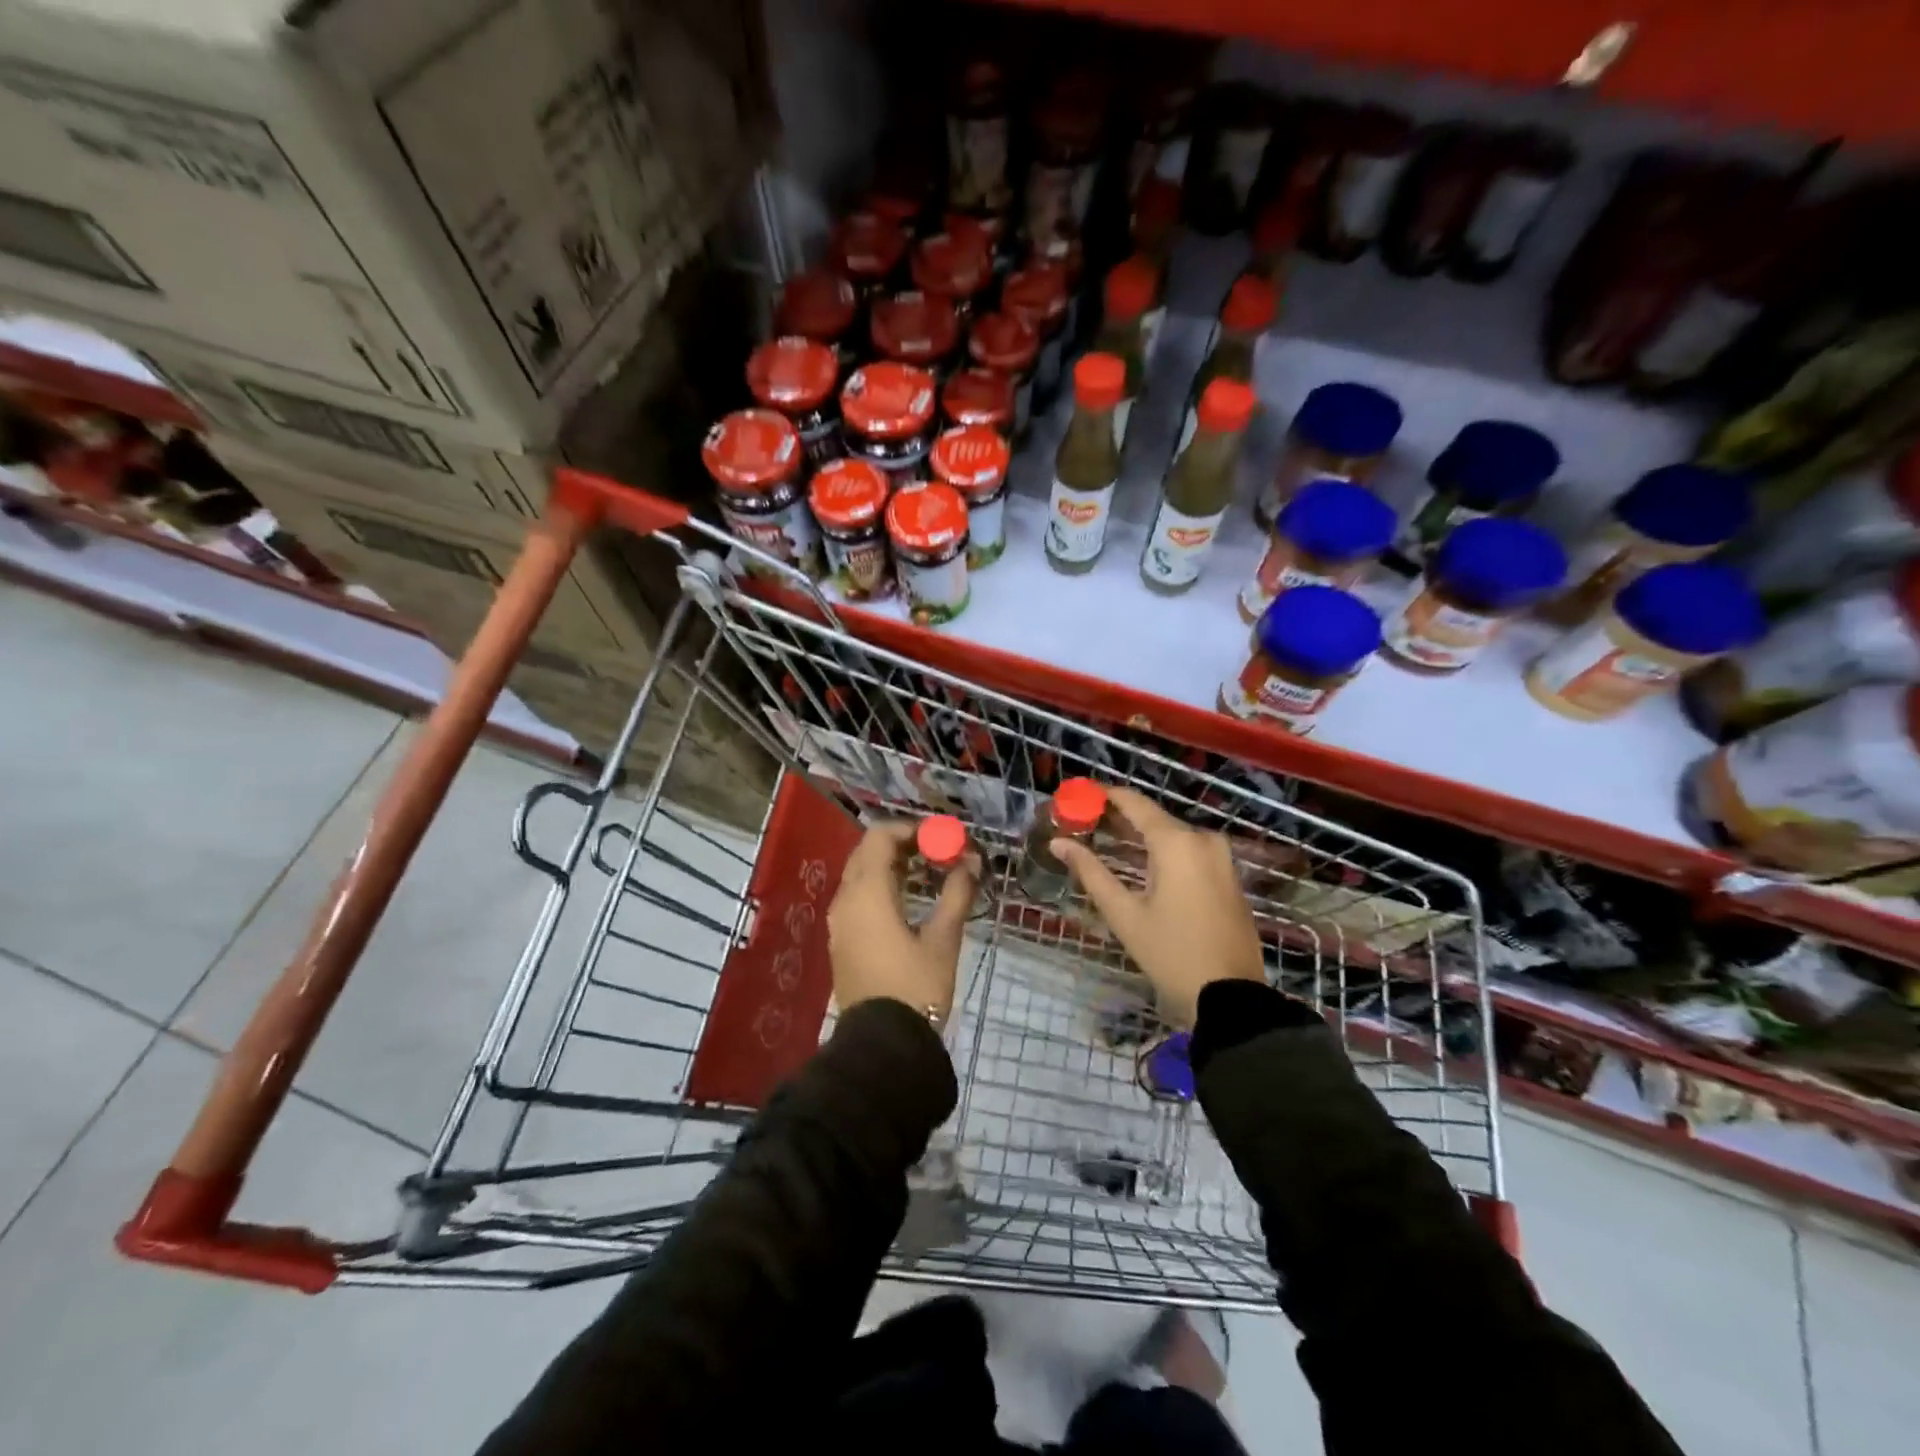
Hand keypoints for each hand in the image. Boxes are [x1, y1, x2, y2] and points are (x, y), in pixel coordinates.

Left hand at [828, 821, 977, 1024]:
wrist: (882, 1044)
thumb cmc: (915, 987)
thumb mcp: (943, 939)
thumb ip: (957, 894)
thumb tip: (972, 862)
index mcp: (867, 894)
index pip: (880, 837)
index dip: (910, 829)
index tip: (941, 837)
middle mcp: (845, 900)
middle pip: (867, 852)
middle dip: (901, 844)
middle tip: (936, 851)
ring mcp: (839, 921)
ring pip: (860, 874)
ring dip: (891, 864)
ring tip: (928, 871)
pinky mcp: (842, 939)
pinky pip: (857, 896)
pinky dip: (880, 885)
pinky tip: (908, 898)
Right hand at [1052, 785, 1265, 1026]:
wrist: (1230, 996)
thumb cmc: (1171, 953)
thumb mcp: (1124, 914)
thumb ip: (1091, 872)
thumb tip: (1058, 843)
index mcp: (1177, 843)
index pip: (1135, 803)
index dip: (1106, 795)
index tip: (1080, 794)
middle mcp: (1203, 840)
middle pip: (1155, 818)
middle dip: (1120, 818)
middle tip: (1086, 823)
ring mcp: (1221, 858)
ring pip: (1174, 835)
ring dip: (1142, 836)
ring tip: (1107, 842)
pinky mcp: (1229, 876)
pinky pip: (1191, 851)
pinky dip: (1164, 851)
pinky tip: (1143, 864)